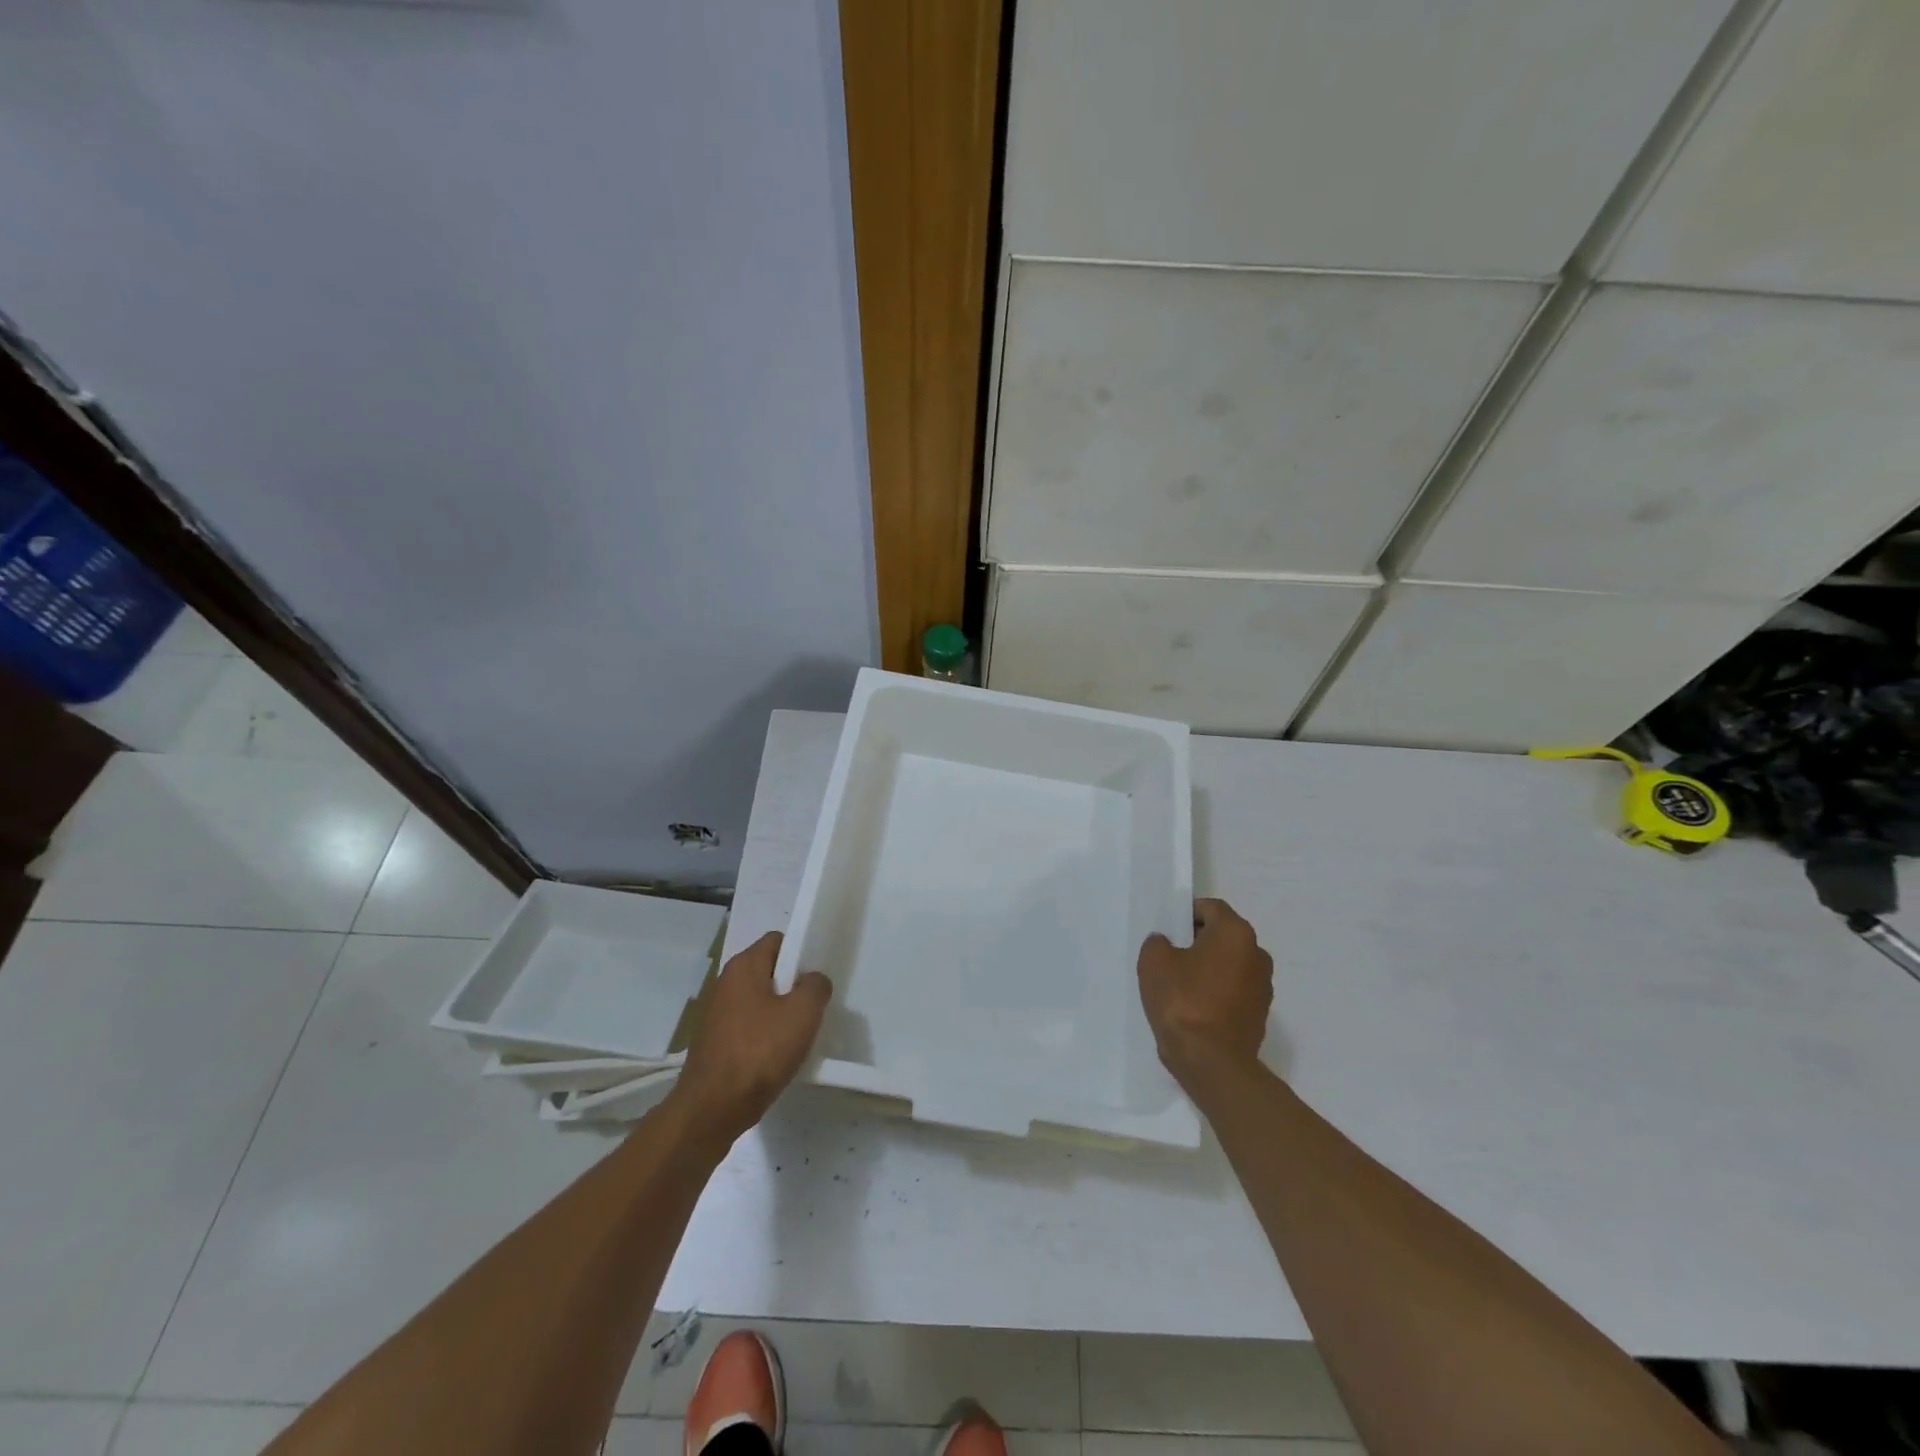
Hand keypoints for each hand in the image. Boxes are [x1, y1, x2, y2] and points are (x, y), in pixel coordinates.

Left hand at [671, 932, 831, 1144]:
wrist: (712, 1109)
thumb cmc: (759, 1052)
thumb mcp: (803, 1014)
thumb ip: (816, 986)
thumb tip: (813, 980)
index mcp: (743, 966)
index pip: (778, 941)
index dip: (800, 953)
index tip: (816, 978)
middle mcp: (725, 982)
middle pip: (768, 971)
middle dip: (792, 986)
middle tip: (812, 1009)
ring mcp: (715, 1012)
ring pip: (758, 1001)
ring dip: (779, 1014)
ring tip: (797, 1036)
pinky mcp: (713, 1041)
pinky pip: (747, 1026)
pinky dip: (763, 1035)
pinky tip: (776, 1057)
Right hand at [1138, 898, 1272, 1089]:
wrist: (1212, 1063)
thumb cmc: (1183, 1002)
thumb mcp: (1154, 962)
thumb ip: (1158, 943)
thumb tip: (1167, 945)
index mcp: (1236, 933)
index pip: (1211, 908)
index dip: (1186, 914)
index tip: (1167, 930)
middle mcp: (1257, 954)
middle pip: (1222, 936)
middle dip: (1197, 942)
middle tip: (1168, 957)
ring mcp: (1263, 987)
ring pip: (1228, 965)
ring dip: (1208, 969)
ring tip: (1179, 986)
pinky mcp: (1259, 1015)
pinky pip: (1233, 991)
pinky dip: (1216, 993)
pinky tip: (1193, 1008)